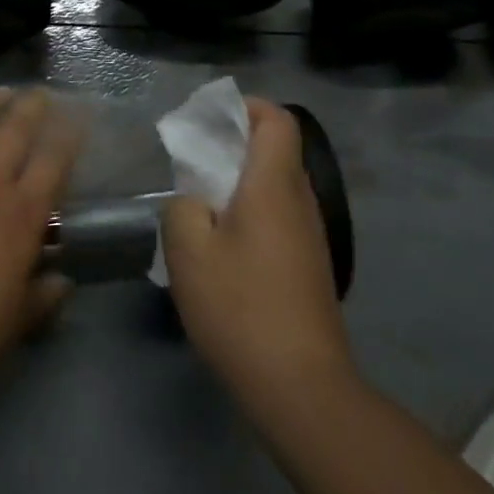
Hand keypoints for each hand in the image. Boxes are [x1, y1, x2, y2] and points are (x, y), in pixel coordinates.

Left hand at [0, 89, 77, 395]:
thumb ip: (45, 294)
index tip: (76, 117)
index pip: (54, 162)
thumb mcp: (19, 317)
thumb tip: (63, 281)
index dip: (68, 135)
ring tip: (0, 91)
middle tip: (38, 93)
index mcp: (22, 215)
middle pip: (14, 132)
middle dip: (31, 108)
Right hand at [162, 98, 354, 416]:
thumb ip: (182, 208)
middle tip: (193, 162)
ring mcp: (311, 237)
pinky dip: (252, 214)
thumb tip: (192, 201)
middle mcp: (301, 202)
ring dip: (241, 183)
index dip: (247, 107)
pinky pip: (280, 218)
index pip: (277, 120)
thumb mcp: (188, 251)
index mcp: (274, 185)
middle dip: (235, 145)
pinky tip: (223, 248)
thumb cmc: (241, 307)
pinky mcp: (310, 267)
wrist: (300, 386)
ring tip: (201, 205)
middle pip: (276, 151)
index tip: (210, 118)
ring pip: (277, 188)